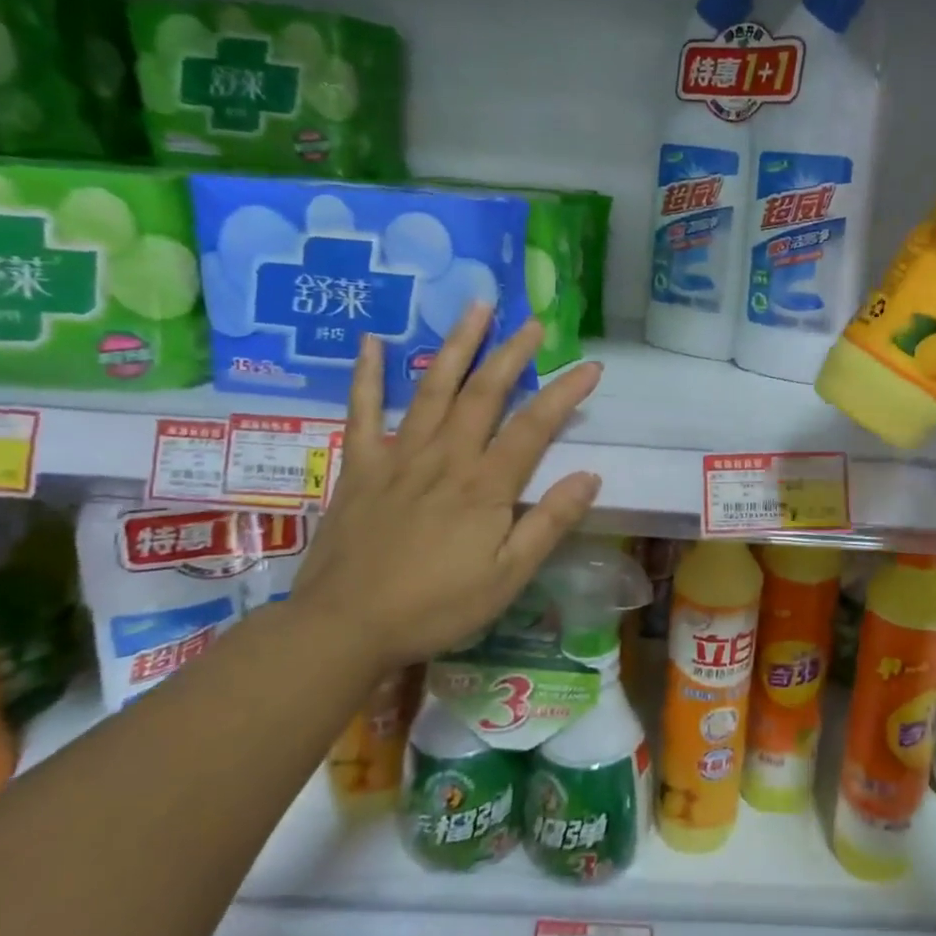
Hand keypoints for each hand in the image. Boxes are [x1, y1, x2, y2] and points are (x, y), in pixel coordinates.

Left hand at [291, 308, 602, 669]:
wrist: (344, 628)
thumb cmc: (435, 608)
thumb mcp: (507, 578)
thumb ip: (548, 524)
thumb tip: (590, 476)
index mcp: (484, 487)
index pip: (534, 427)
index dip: (565, 393)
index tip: (591, 366)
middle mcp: (445, 458)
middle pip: (484, 393)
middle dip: (512, 354)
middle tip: (533, 322)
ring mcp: (398, 457)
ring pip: (433, 389)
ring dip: (457, 346)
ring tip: (475, 307)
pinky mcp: (360, 467)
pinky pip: (363, 412)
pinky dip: (367, 375)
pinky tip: (371, 341)